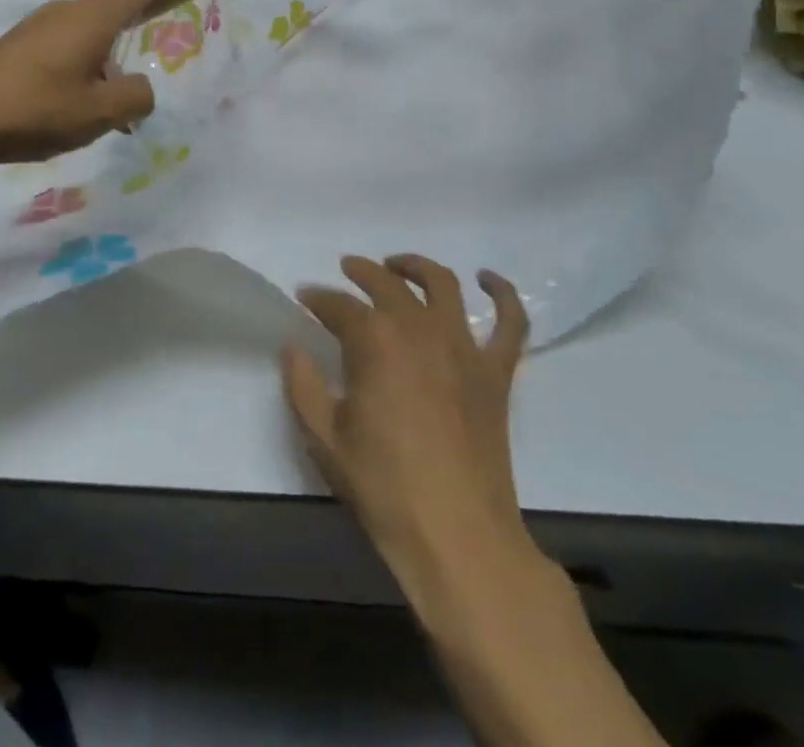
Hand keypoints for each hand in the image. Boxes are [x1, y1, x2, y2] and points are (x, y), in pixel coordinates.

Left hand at [0, 0, 202, 167]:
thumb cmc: (36, 108)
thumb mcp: (100, 111)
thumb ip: (135, 97)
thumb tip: (138, 88)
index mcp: (93, 17)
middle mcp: (70, 11)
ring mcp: (43, 26)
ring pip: (97, 29)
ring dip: (121, 46)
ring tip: (128, 93)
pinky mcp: (24, 46)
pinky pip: (74, 45)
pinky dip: (95, 60)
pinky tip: (91, 98)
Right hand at [283, 255, 530, 601]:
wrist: (458, 538)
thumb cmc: (384, 488)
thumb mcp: (325, 440)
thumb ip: (303, 385)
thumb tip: (293, 347)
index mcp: (374, 341)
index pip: (338, 305)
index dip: (318, 298)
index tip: (304, 298)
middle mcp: (419, 329)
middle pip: (387, 284)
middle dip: (361, 271)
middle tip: (346, 271)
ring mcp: (464, 347)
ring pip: (443, 285)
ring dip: (417, 267)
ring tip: (399, 266)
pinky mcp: (497, 372)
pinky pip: (510, 322)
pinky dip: (503, 294)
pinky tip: (488, 279)